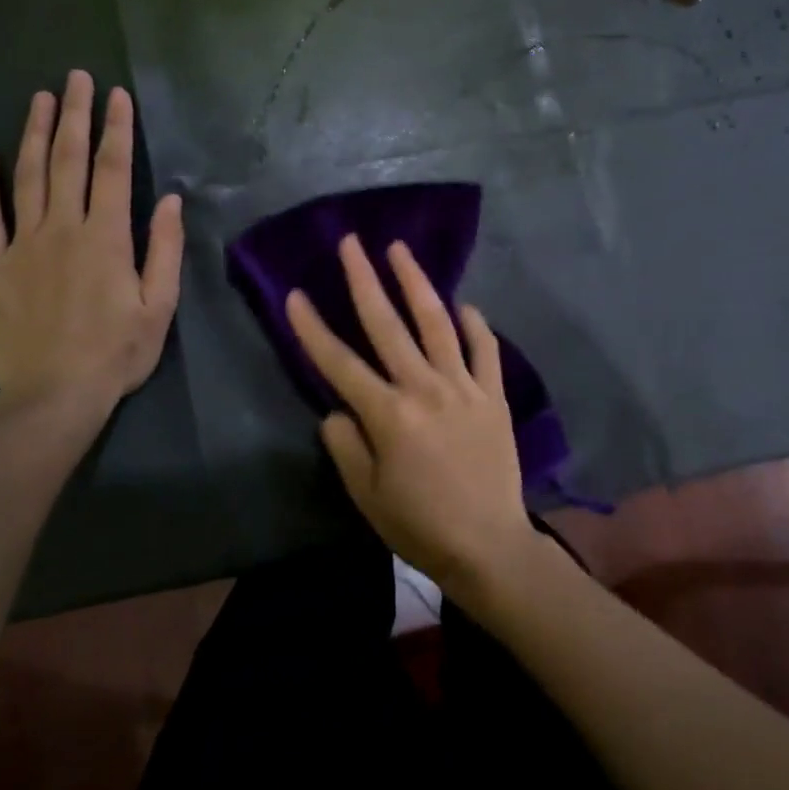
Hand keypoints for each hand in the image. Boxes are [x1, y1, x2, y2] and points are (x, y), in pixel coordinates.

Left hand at [0, 70, 183, 434]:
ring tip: (38, 98)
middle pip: (66, 161)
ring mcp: (22, 245)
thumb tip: (167, 200)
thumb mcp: (159, 306)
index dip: (115, 129)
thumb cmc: (117, 353)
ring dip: (32, 134)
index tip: (116, 95)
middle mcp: (62, 229)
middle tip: (75, 78)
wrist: (53, 395)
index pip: (111, 170)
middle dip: (73, 115)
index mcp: (106, 238)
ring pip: (26, 177)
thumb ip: (164, 250)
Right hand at [285, 236, 535, 591]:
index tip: (295, 295)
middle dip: (364, 280)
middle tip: (351, 243)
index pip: (339, 363)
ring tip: (400, 250)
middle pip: (388, 325)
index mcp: (389, 415)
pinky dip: (474, 324)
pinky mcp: (493, 395)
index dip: (313, 328)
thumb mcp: (367, 495)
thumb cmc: (420, 525)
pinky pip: (484, 349)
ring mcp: (464, 387)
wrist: (488, 546)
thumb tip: (337, 408)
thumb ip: (346, 445)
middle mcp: (425, 389)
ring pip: (437, 323)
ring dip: (416, 283)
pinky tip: (464, 305)